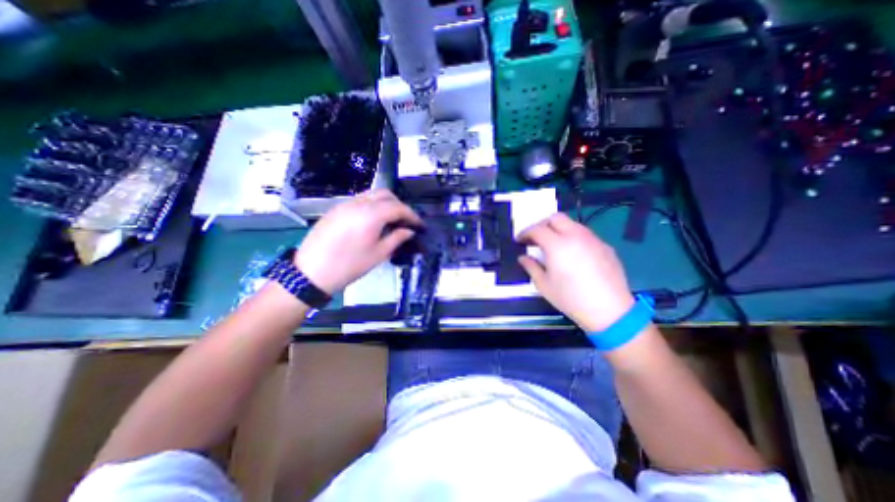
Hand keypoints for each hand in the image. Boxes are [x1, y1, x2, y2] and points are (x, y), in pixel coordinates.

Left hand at [293, 191, 420, 295]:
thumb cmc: (349, 265)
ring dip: (386, 204)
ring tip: (391, 220)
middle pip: (386, 194)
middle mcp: (358, 203)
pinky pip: (359, 200)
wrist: (311, 272)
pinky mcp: (336, 209)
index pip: (398, 207)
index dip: (412, 215)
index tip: (420, 225)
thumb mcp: (378, 254)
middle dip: (399, 205)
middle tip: (405, 221)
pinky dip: (372, 206)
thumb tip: (409, 230)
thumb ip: (397, 238)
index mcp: (371, 214)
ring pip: (372, 194)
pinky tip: (373, 221)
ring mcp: (345, 204)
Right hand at [517, 211, 635, 332]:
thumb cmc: (570, 298)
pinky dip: (574, 238)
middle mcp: (576, 236)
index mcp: (557, 245)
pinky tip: (573, 255)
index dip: (525, 233)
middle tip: (536, 238)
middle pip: (556, 218)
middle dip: (542, 225)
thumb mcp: (544, 285)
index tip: (520, 240)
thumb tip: (523, 258)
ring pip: (572, 224)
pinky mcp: (605, 246)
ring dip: (559, 229)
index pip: (537, 229)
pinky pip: (585, 235)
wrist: (610, 311)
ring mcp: (593, 239)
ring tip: (554, 245)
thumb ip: (531, 267)